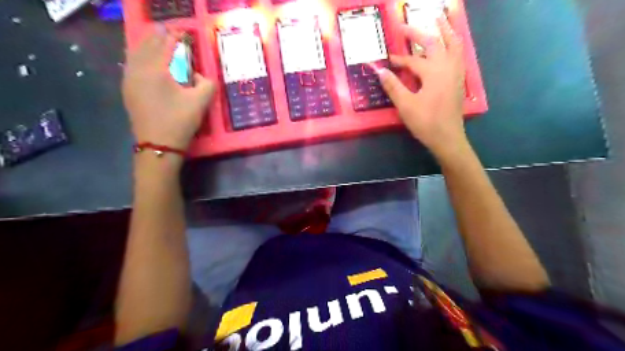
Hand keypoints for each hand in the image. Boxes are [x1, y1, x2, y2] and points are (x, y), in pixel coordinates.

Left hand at [122, 27, 217, 150]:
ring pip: (135, 54)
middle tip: (168, 32)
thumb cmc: (179, 121)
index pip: (164, 45)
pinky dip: (139, 57)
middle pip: (146, 46)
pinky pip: (131, 65)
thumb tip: (201, 76)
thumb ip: (207, 84)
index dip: (174, 37)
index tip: (182, 32)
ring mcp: (129, 80)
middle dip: (158, 37)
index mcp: (155, 70)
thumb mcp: (200, 103)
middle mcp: (138, 70)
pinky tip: (144, 60)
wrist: (158, 144)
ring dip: (146, 45)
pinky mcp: (128, 91)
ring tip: (156, 41)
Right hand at [379, 17, 465, 157]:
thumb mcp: (405, 105)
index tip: (387, 59)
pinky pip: (458, 54)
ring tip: (440, 18)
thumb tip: (380, 71)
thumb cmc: (426, 122)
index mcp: (433, 72)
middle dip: (419, 33)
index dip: (398, 59)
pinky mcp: (459, 80)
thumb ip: (393, 86)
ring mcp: (456, 72)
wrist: (447, 138)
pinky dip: (453, 44)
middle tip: (406, 25)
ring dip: (445, 30)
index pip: (412, 60)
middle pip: (434, 43)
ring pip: (453, 44)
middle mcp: (447, 67)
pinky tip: (449, 45)